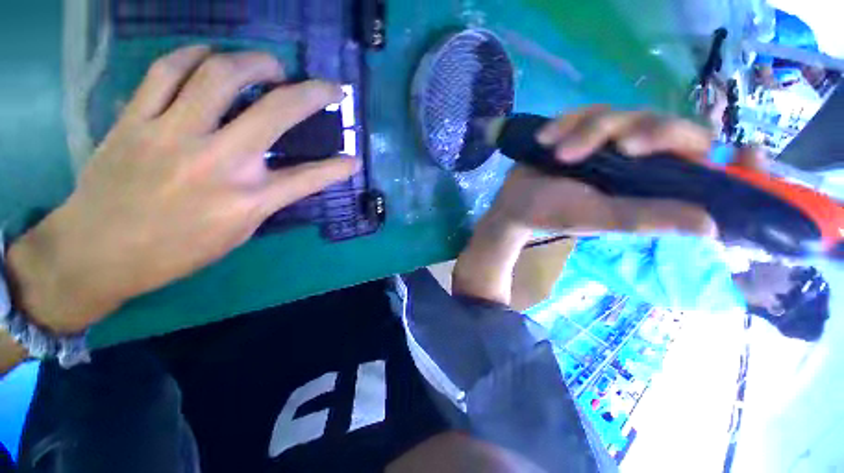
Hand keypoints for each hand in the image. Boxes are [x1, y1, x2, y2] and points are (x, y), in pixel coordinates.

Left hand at [5, 46, 357, 333]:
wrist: (97, 253)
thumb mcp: (235, 233)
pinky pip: (167, 71)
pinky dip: (194, 55)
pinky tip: (209, 56)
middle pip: (277, 112)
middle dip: (312, 93)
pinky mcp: (136, 120)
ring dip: (256, 62)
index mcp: (247, 201)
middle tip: (326, 87)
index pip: (309, 178)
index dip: (338, 168)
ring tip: (269, 65)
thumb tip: (285, 175)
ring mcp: (174, 134)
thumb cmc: (174, 252)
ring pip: (221, 76)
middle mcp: (219, 162)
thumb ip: (264, 199)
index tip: (353, 159)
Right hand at [454, 106, 764, 303]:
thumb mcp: (598, 219)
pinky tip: (546, 138)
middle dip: (643, 129)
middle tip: (617, 146)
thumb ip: (647, 218)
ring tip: (558, 154)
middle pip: (662, 123)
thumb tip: (714, 227)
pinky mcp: (578, 129)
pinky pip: (582, 111)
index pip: (701, 158)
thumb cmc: (551, 215)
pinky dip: (565, 122)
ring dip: (588, 129)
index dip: (726, 154)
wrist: (513, 205)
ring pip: (618, 112)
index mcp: (648, 182)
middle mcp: (634, 158)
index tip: (742, 151)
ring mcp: (605, 140)